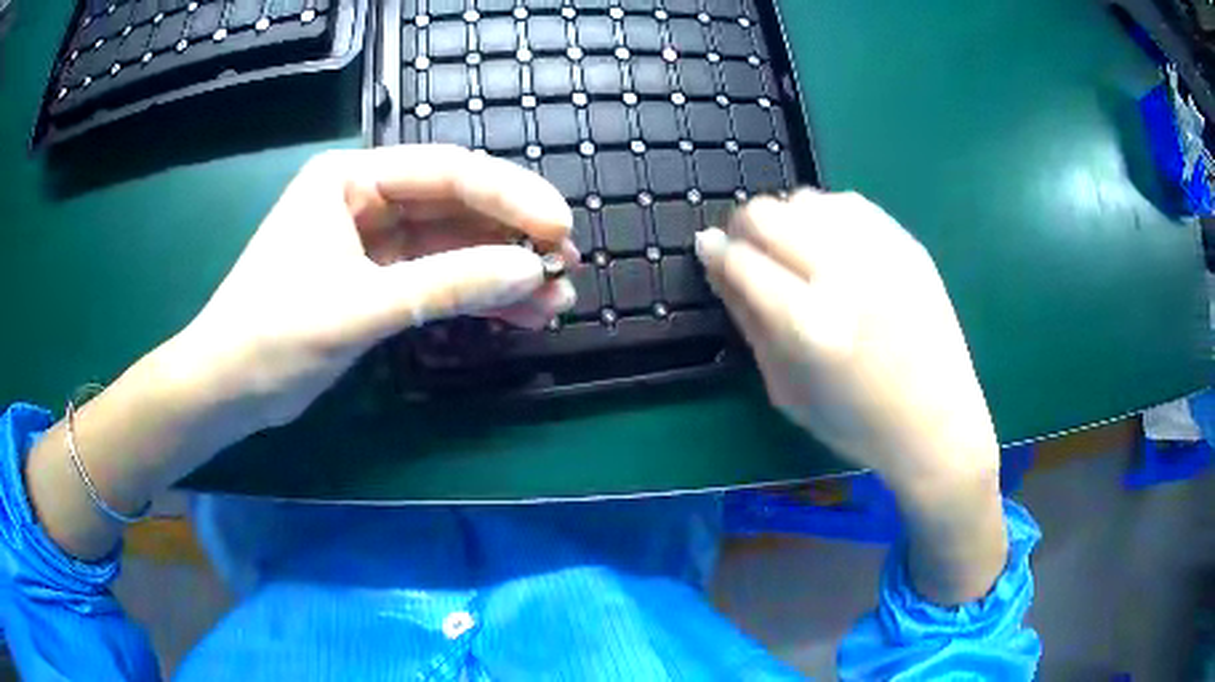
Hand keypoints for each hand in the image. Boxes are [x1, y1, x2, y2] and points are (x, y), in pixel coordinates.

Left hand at [166, 145, 578, 432]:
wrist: (227, 391)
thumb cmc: (272, 337)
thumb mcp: (359, 308)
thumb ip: (445, 287)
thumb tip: (529, 272)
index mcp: (349, 178)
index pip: (446, 172)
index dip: (510, 196)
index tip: (560, 228)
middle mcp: (365, 199)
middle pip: (456, 207)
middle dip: (511, 239)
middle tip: (563, 269)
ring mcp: (373, 242)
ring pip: (453, 247)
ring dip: (501, 273)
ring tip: (552, 302)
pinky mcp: (377, 281)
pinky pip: (437, 279)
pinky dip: (474, 297)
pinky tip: (515, 314)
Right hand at [695, 190, 1006, 603]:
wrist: (937, 425)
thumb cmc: (856, 423)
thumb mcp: (785, 389)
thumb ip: (748, 320)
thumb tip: (716, 262)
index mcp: (809, 326)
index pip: (741, 260)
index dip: (715, 251)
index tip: (709, 252)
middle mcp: (845, 277)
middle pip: (769, 214)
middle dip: (744, 226)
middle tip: (749, 251)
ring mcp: (882, 254)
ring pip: (807, 199)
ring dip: (785, 218)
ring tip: (793, 249)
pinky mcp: (909, 245)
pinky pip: (849, 203)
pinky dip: (826, 215)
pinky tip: (830, 243)